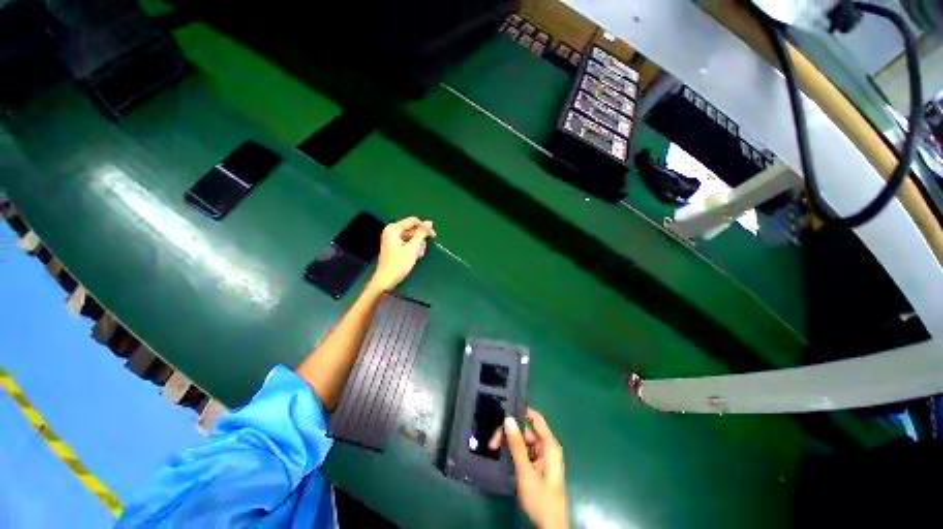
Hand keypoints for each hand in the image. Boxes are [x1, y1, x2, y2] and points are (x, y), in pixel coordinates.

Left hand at [368, 216, 434, 291]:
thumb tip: (429, 223)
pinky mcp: (393, 245)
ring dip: (417, 245)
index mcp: (393, 229)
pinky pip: (407, 242)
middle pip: (412, 229)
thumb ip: (421, 234)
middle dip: (419, 239)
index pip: (413, 221)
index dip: (424, 227)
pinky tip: (414, 256)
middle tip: (422, 250)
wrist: (386, 280)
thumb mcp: (412, 248)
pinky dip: (412, 248)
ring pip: (411, 236)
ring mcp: (392, 238)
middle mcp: (391, 231)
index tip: (433, 235)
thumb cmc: (398, 264)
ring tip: (418, 255)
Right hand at [490, 408, 567, 528]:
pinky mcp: (537, 467)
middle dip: (509, 434)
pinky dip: (513, 453)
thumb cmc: (541, 498)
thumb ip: (517, 445)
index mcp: (549, 445)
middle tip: (492, 442)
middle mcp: (546, 447)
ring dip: (509, 444)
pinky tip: (501, 456)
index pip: (536, 419)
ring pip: (523, 442)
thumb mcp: (526, 471)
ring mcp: (541, 457)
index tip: (504, 410)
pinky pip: (524, 453)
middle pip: (526, 431)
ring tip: (493, 449)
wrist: (550, 527)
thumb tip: (508, 419)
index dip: (522, 411)